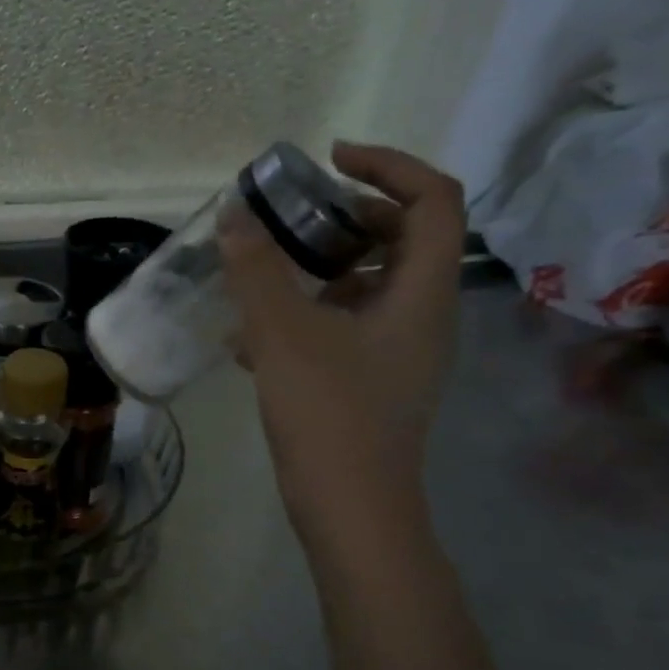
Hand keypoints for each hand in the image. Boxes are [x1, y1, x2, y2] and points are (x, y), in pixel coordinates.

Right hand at [220, 141, 465, 530]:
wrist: (350, 508)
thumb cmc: (328, 413)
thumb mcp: (283, 334)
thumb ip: (256, 272)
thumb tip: (234, 217)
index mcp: (423, 291)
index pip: (434, 199)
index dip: (388, 165)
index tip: (330, 161)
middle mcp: (424, 315)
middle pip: (404, 239)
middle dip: (348, 217)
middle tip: (293, 216)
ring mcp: (401, 352)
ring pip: (371, 286)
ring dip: (321, 268)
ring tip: (264, 274)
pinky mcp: (374, 382)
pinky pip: (347, 327)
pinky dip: (309, 314)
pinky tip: (254, 337)